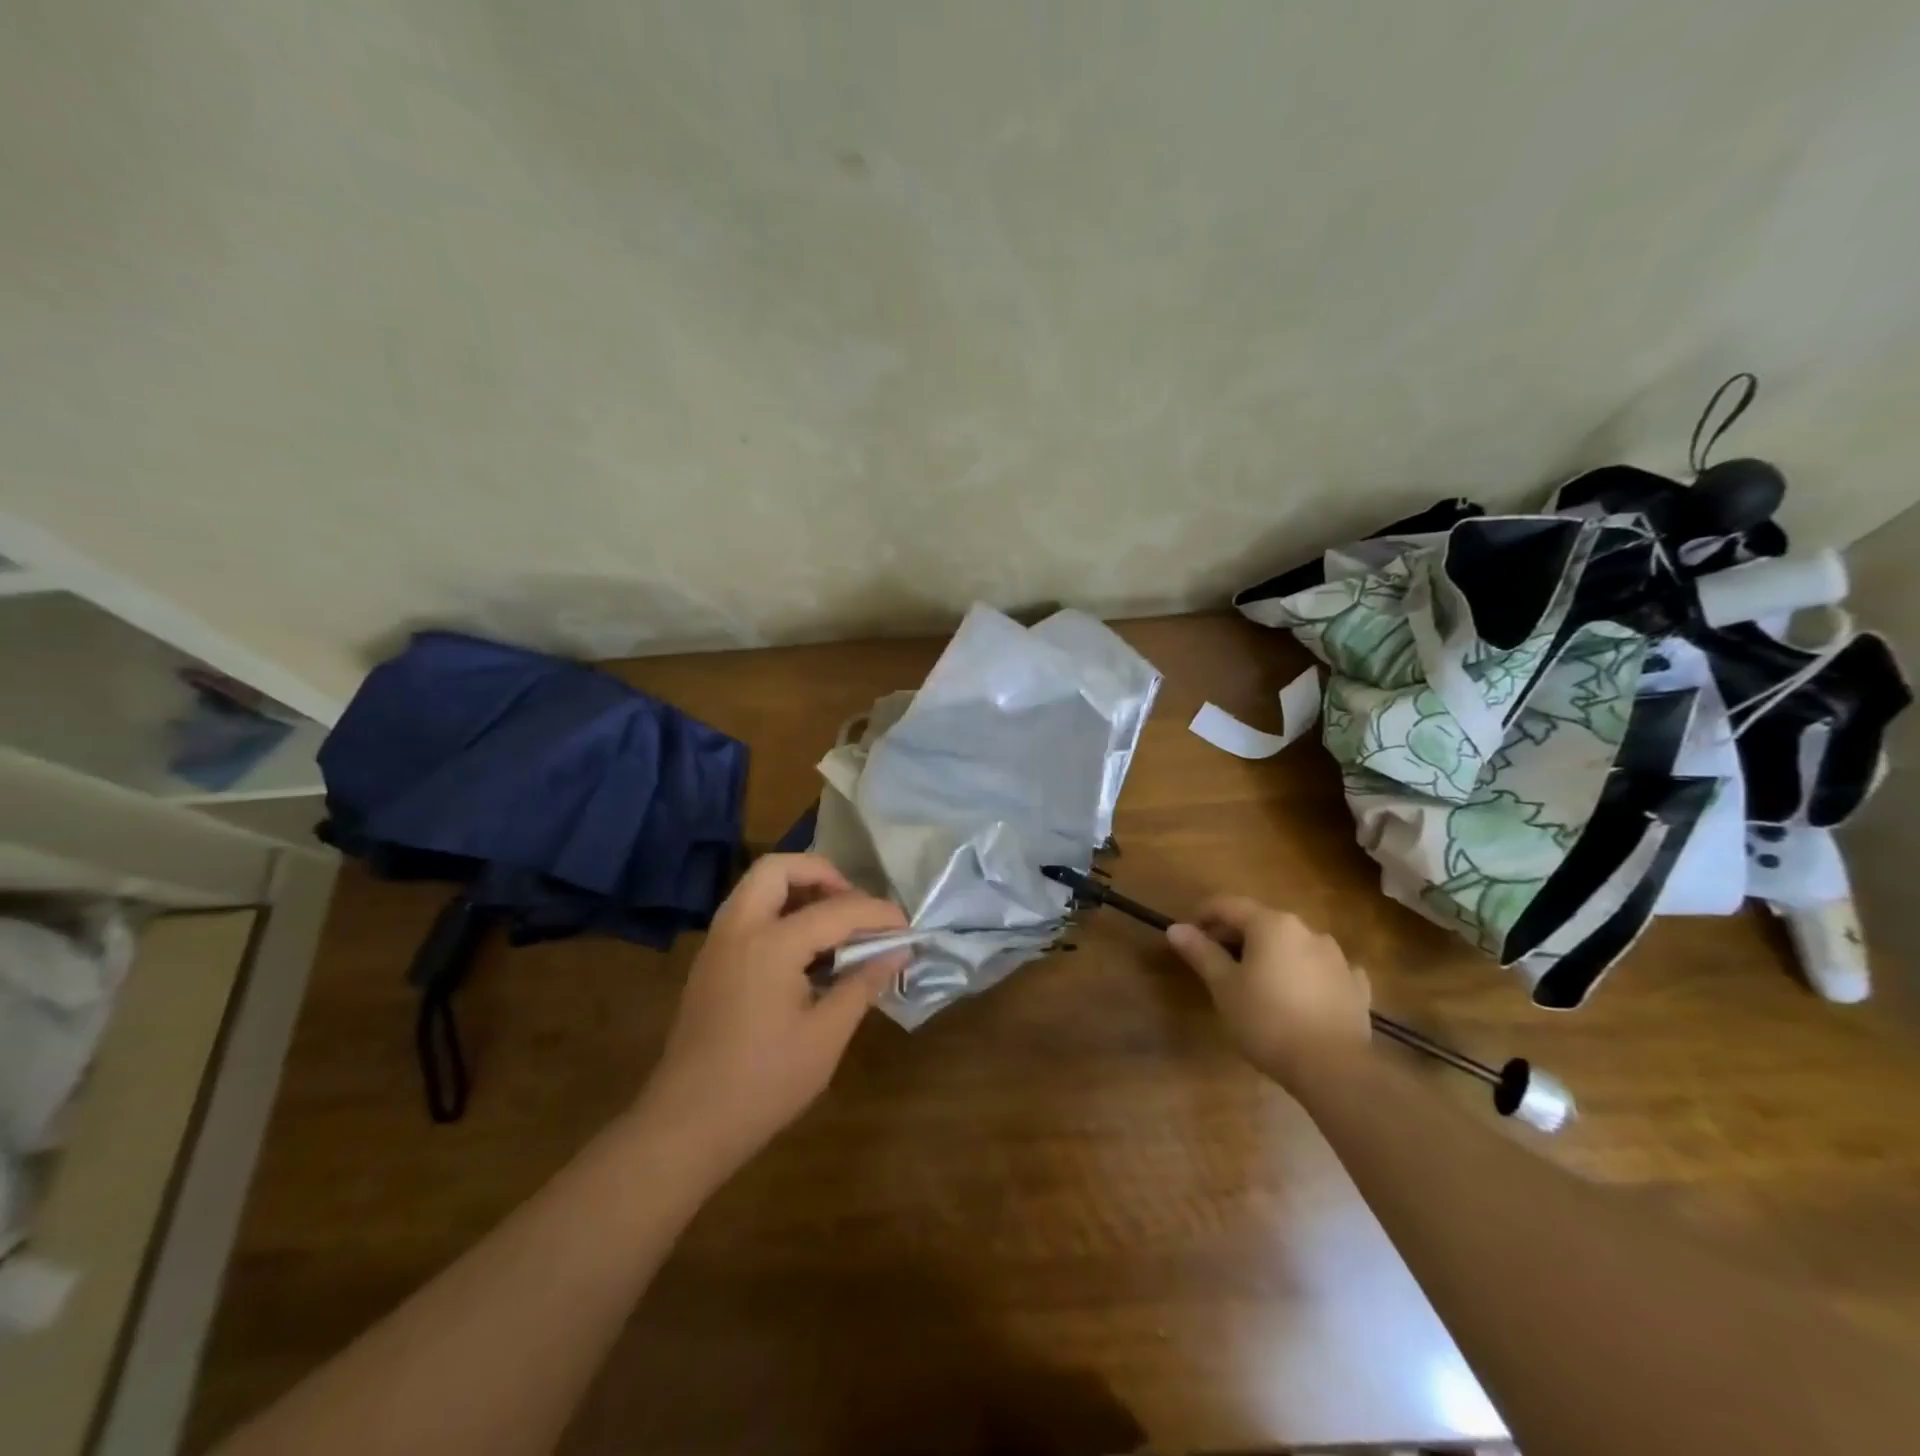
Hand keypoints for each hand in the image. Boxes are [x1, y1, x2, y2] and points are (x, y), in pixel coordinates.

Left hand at [635, 854, 908, 1173]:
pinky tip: (803, 952)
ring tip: (833, 924)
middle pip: (778, 868)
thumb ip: (862, 984)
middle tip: (853, 905)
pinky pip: (746, 912)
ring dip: (797, 889)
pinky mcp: (710, 962)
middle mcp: (739, 928)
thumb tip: (898, 951)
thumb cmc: (764, 1083)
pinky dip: (778, 911)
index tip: (906, 927)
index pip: (836, 909)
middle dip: (822, 874)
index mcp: (770, 944)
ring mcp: (718, 943)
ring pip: (757, 886)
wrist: (686, 1125)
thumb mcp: (826, 1036)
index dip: (878, 914)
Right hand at [1165, 895, 1370, 1088]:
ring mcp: (1337, 958)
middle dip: (1236, 936)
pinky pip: (1323, 970)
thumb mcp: (1223, 987)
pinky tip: (1301, 994)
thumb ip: (1201, 953)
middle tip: (1216, 963)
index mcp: (1271, 924)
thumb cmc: (1267, 1021)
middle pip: (1261, 922)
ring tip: (1256, 982)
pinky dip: (1306, 974)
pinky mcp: (1356, 986)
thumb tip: (1176, 928)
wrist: (1334, 1069)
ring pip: (1293, 945)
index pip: (1227, 905)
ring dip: (1271, 954)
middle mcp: (1306, 930)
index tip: (1189, 936)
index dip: (1203, 916)